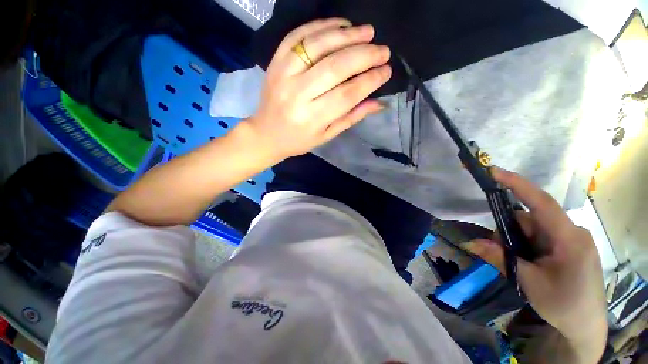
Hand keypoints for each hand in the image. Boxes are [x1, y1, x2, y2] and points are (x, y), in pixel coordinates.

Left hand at [243, 18, 391, 159]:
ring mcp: (284, 74)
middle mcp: (298, 94)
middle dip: (364, 55)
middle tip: (383, 50)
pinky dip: (321, 26)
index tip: (386, 71)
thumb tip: (379, 103)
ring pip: (318, 46)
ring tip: (367, 32)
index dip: (370, 80)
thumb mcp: (326, 135)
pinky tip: (340, 25)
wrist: (266, 133)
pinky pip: (298, 36)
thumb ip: (351, 117)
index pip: (347, 94)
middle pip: (335, 67)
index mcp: (312, 118)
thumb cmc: (299, 139)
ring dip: (346, 35)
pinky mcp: (275, 62)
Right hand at [463, 168, 606, 354]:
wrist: (585, 325)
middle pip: (530, 218)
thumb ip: (500, 259)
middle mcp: (571, 232)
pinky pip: (539, 235)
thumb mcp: (529, 282)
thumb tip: (470, 243)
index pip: (541, 202)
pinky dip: (525, 244)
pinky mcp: (567, 245)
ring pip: (532, 227)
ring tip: (516, 264)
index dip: (517, 184)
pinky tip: (526, 262)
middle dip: (509, 231)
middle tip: (498, 251)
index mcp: (569, 239)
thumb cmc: (563, 304)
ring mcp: (570, 238)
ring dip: (516, 240)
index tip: (494, 171)